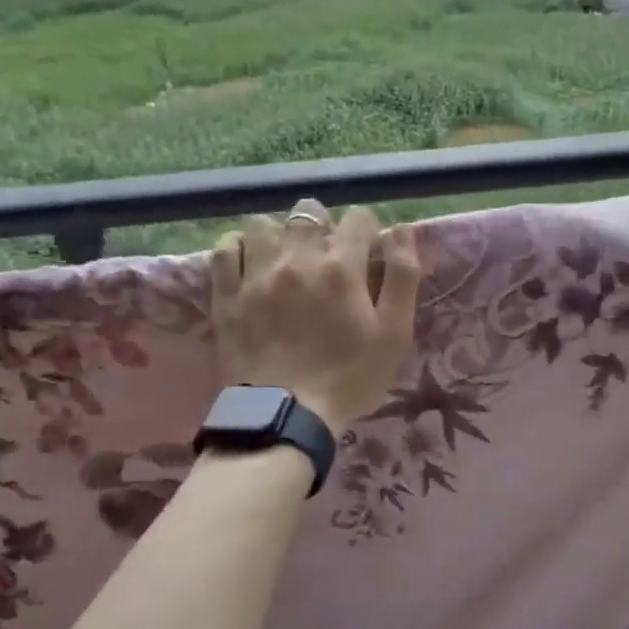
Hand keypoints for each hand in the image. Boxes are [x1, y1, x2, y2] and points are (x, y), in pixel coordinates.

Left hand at [211, 200, 421, 434]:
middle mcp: (297, 259)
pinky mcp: (227, 295)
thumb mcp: (394, 333)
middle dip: (323, 227)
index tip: (368, 255)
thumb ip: (403, 277)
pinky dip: (238, 246)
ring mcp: (256, 274)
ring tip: (286, 258)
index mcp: (341, 267)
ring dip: (280, 234)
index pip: (358, 219)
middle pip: (309, 213)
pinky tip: (250, 260)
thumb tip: (402, 230)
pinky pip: (225, 249)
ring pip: (264, 225)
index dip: (368, 233)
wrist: (287, 415)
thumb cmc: (350, 377)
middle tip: (327, 258)